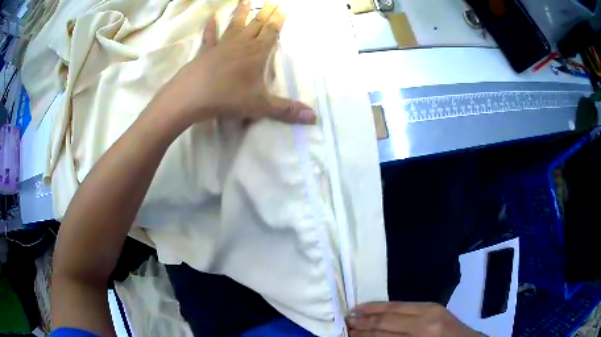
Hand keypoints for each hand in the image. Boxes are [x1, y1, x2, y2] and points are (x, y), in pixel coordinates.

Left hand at [158, 0, 316, 124]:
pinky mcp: (206, 51)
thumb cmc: (228, 98)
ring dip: (241, 12)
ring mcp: (222, 45)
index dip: (279, 21)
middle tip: (272, 2)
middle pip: (256, 24)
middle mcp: (241, 44)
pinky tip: (211, 17)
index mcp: (257, 53)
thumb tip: (314, 118)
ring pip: (235, 24)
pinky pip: (209, 36)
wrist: (192, 97)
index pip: (272, 32)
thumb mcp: (261, 106)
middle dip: (265, 12)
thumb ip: (286, 110)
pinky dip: (210, 26)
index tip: (283, 8)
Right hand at [347, 302, 483, 336]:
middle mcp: (424, 323)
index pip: (383, 335)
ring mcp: (431, 311)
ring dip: (370, 312)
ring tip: (352, 313)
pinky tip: (374, 307)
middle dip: (362, 323)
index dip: (362, 334)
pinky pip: (404, 303)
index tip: (345, 333)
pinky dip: (385, 306)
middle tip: (344, 322)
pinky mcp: (434, 306)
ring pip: (393, 309)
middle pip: (385, 322)